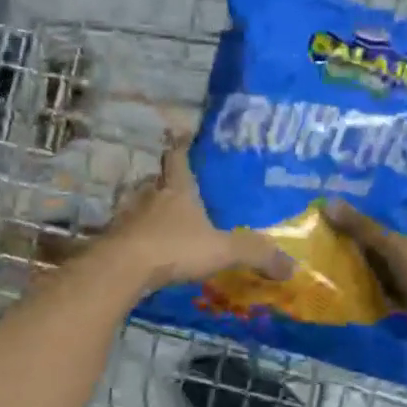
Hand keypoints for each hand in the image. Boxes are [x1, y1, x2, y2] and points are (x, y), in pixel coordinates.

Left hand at [103, 142, 294, 295]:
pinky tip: (149, 250)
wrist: (122, 268)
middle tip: (183, 190)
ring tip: (167, 222)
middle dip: (168, 183)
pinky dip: (139, 237)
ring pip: (141, 206)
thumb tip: (292, 267)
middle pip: (157, 180)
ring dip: (151, 211)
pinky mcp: (114, 240)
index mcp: (177, 189)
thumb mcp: (222, 250)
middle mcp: (150, 196)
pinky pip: (130, 233)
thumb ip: (255, 254)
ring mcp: (128, 217)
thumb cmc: (174, 247)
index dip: (181, 147)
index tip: (183, 138)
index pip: (177, 157)